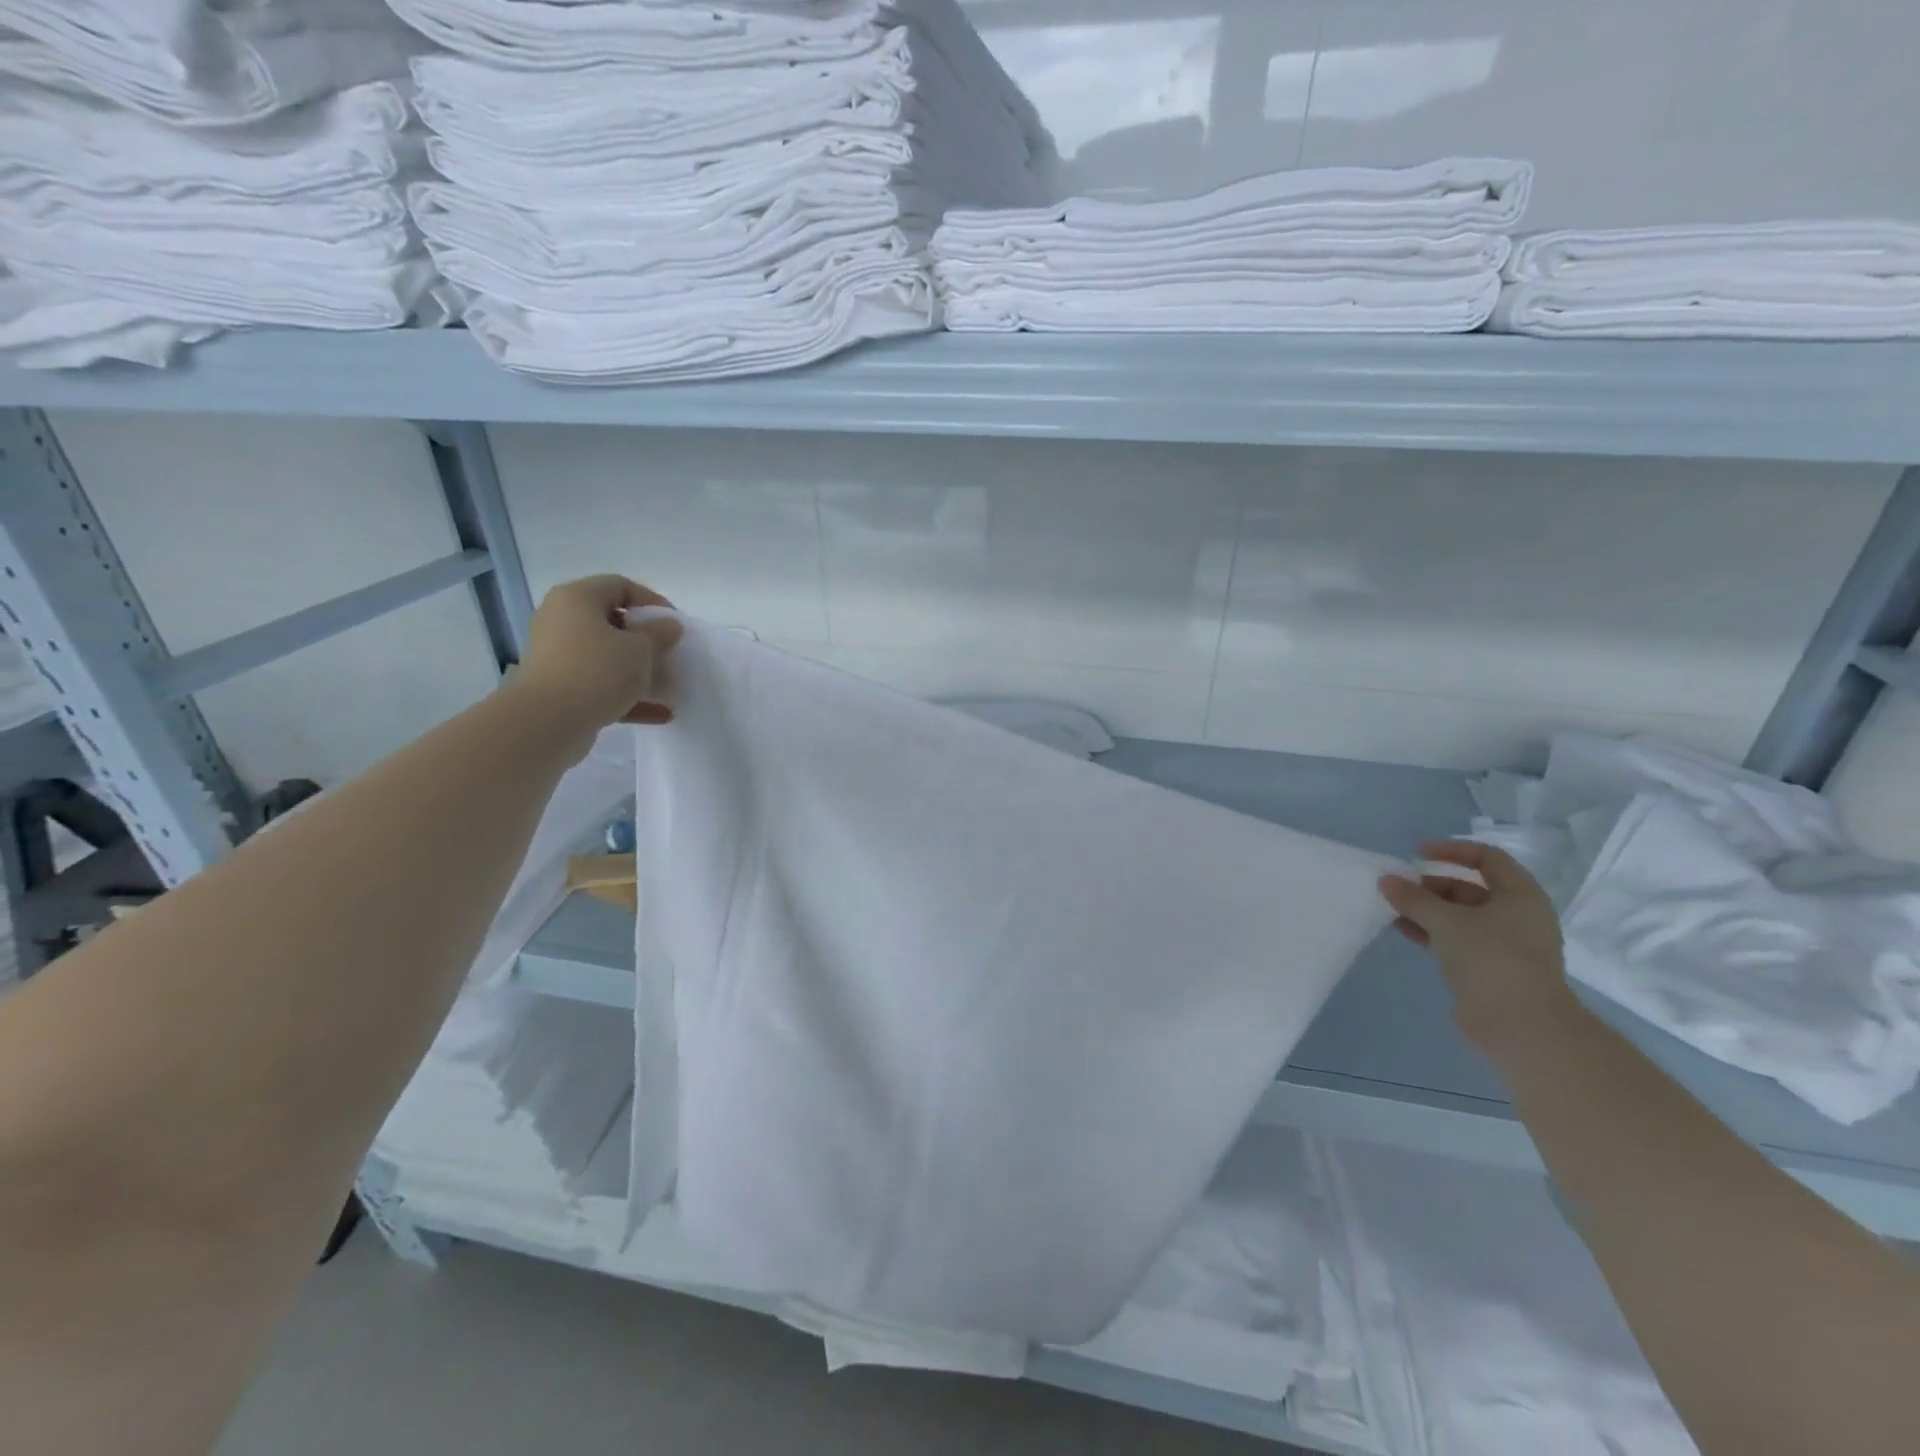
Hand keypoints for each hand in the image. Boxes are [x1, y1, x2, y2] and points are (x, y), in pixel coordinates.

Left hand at [512, 575, 683, 731]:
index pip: (619, 586)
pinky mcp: (560, 688)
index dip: (652, 601)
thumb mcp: (640, 649)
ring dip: (639, 670)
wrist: (547, 721)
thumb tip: (669, 626)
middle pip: (612, 622)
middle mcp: (561, 621)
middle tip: (669, 654)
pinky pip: (600, 685)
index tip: (674, 624)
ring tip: (667, 686)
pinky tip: (660, 714)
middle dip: (646, 640)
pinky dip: (628, 695)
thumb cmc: (597, 670)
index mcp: (576, 599)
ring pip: (606, 656)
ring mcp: (558, 656)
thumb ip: (660, 634)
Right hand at [1379, 840, 1581, 1053]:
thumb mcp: (1447, 921)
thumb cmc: (1491, 959)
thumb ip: (1413, 898)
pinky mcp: (1489, 968)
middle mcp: (1517, 916)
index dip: (1452, 850)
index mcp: (1520, 896)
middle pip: (1470, 887)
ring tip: (1392, 906)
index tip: (1417, 854)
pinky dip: (1430, 931)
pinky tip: (1401, 929)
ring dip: (1426, 909)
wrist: (1522, 1027)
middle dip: (1432, 883)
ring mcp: (1504, 944)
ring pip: (1460, 915)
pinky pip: (1455, 939)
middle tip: (1399, 886)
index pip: (1488, 858)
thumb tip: (1386, 880)